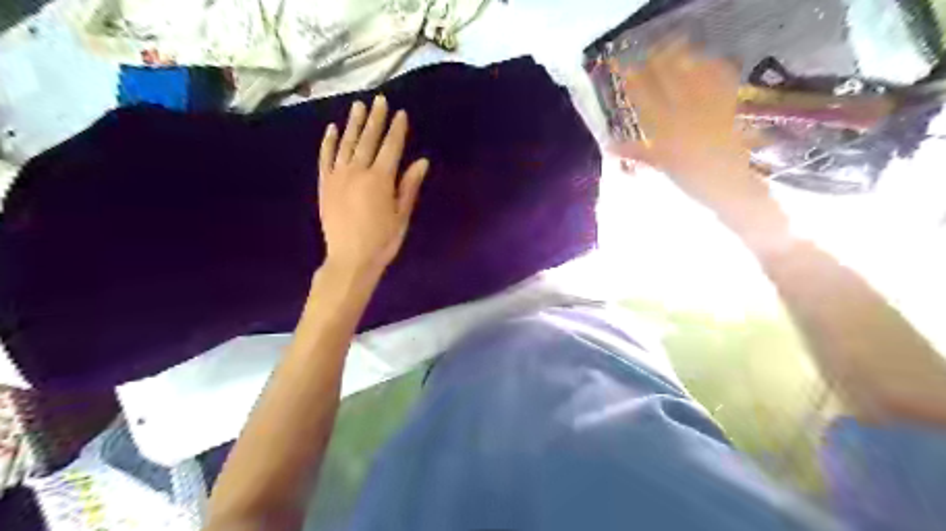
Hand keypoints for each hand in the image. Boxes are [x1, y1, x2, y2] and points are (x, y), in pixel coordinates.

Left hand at [322, 95, 430, 277]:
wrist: (350, 259)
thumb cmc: (382, 240)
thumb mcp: (402, 215)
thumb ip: (409, 186)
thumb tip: (421, 161)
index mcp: (380, 179)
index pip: (391, 147)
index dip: (397, 129)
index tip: (400, 113)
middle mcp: (358, 171)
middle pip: (368, 139)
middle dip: (375, 119)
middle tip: (379, 99)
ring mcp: (338, 176)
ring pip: (346, 143)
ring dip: (353, 123)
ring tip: (358, 105)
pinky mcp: (324, 184)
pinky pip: (325, 157)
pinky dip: (328, 142)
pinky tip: (332, 128)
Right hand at [617, 39, 762, 206]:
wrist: (730, 186)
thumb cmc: (692, 181)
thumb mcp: (661, 167)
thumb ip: (636, 153)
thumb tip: (609, 145)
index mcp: (664, 131)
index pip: (644, 99)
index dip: (633, 81)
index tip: (625, 69)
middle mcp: (684, 114)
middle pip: (667, 80)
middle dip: (656, 63)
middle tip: (648, 53)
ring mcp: (708, 107)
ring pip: (692, 75)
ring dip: (681, 59)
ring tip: (672, 48)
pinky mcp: (729, 104)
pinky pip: (720, 80)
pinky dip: (712, 67)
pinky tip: (706, 60)